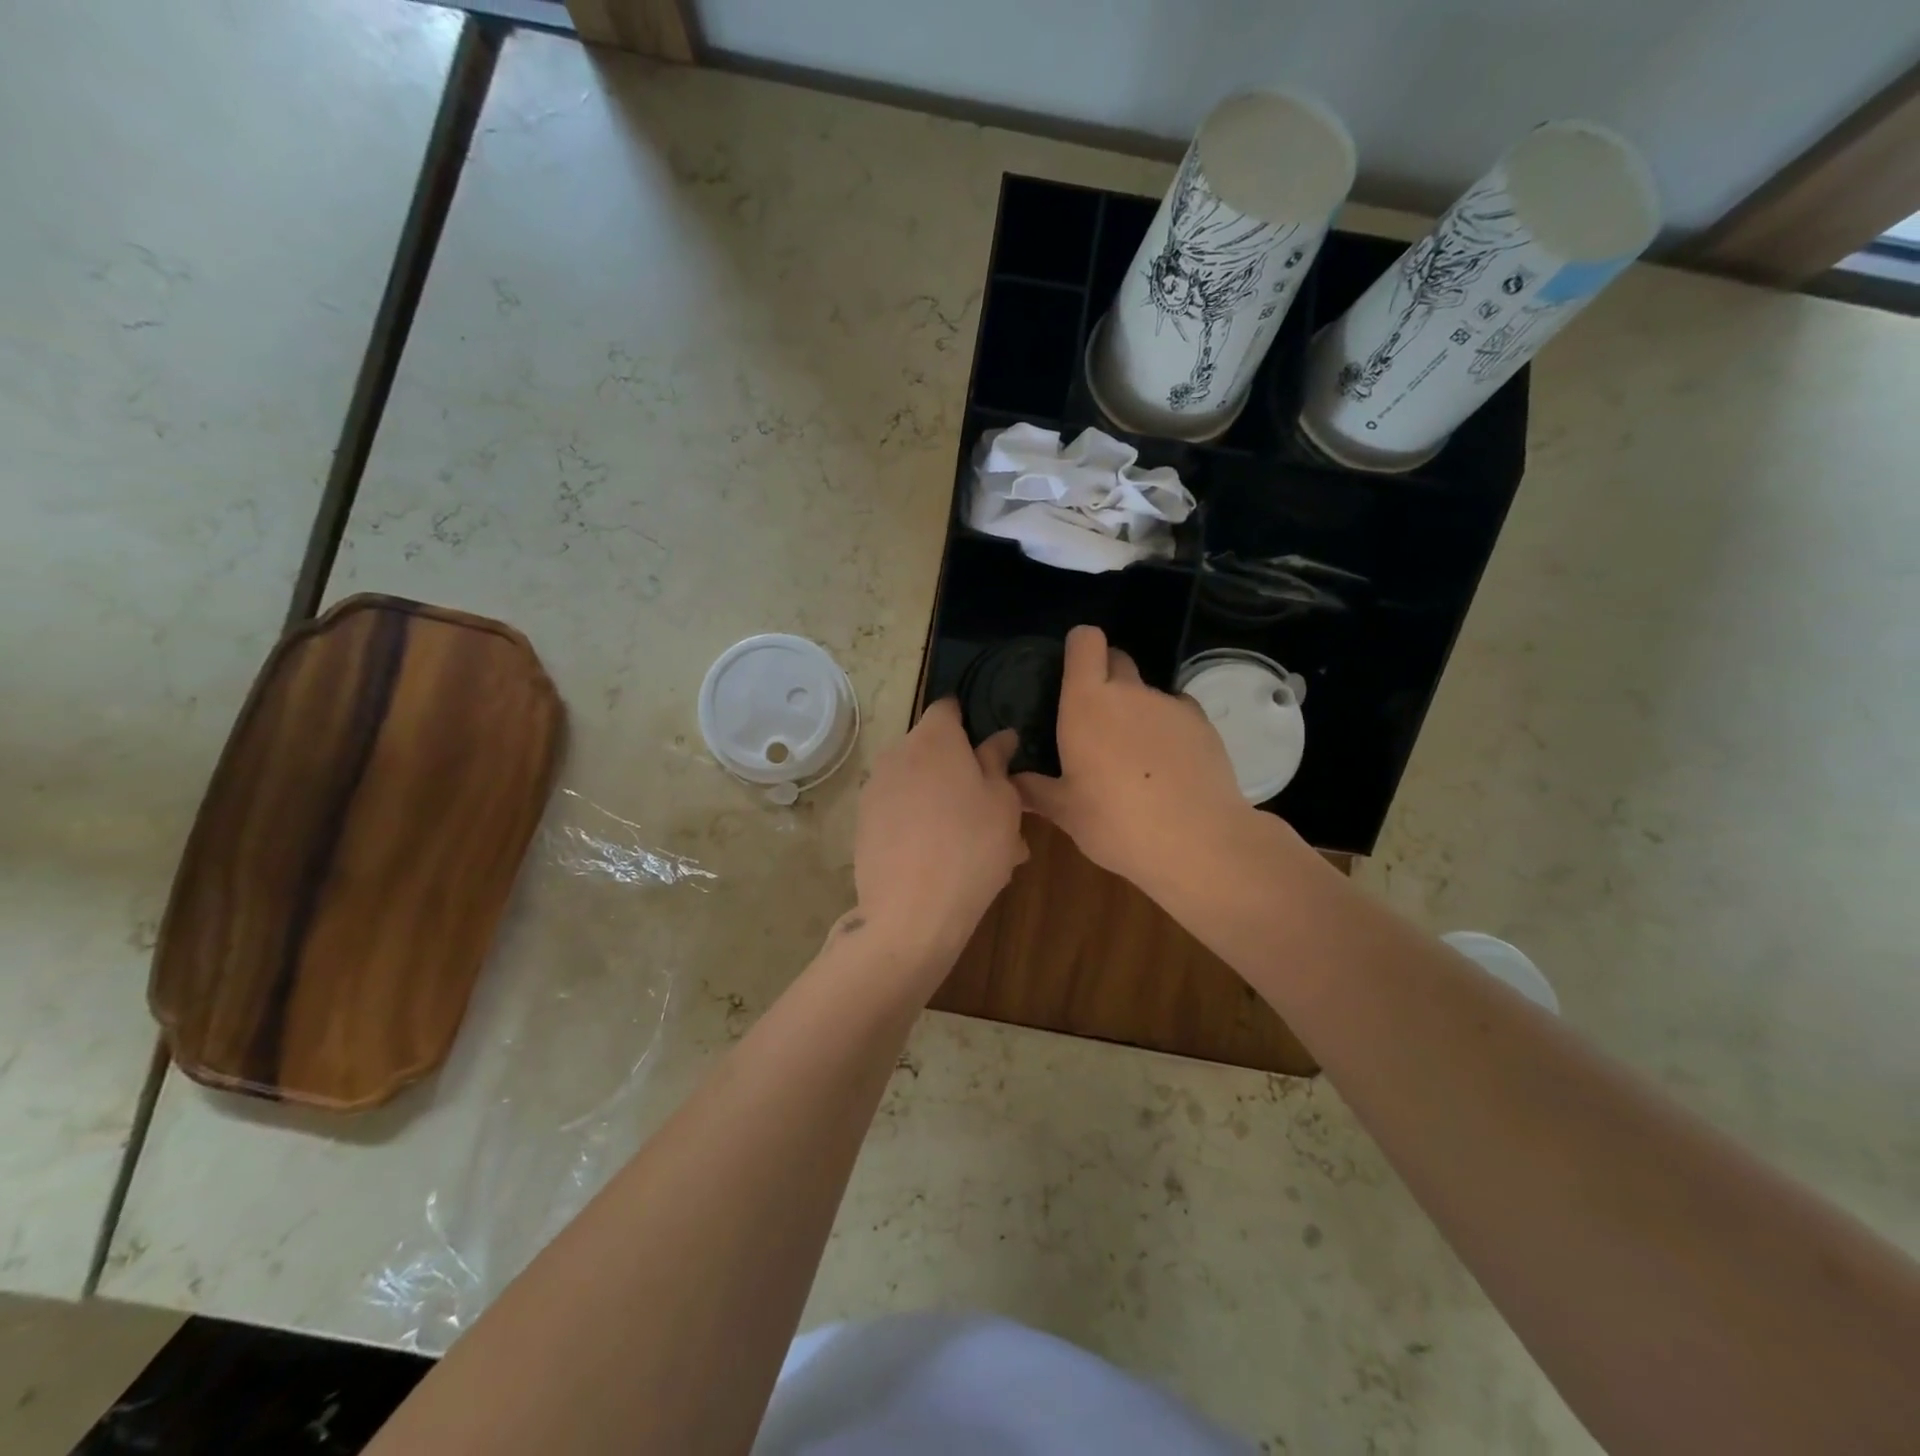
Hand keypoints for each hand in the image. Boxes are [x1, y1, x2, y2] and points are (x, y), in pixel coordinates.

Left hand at [851, 698, 1026, 971]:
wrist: (910, 913)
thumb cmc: (971, 847)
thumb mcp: (1003, 802)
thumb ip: (998, 762)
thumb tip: (999, 737)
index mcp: (934, 739)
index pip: (948, 708)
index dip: (969, 722)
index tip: (990, 750)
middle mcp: (897, 754)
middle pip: (932, 750)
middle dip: (960, 769)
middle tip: (992, 808)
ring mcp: (875, 790)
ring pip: (918, 785)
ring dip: (943, 801)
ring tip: (975, 843)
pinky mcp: (863, 824)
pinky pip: (900, 812)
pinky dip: (921, 824)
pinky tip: (945, 860)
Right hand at [1016, 625, 1255, 894]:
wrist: (1198, 842)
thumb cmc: (1116, 823)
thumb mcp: (1066, 813)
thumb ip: (1035, 789)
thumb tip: (1011, 781)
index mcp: (1088, 703)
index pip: (1085, 641)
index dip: (1078, 648)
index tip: (1071, 672)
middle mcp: (1130, 692)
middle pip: (1117, 659)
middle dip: (1105, 677)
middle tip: (1096, 720)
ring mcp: (1171, 704)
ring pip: (1147, 692)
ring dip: (1136, 710)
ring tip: (1134, 756)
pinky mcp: (1203, 724)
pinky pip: (1176, 712)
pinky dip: (1167, 729)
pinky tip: (1167, 767)